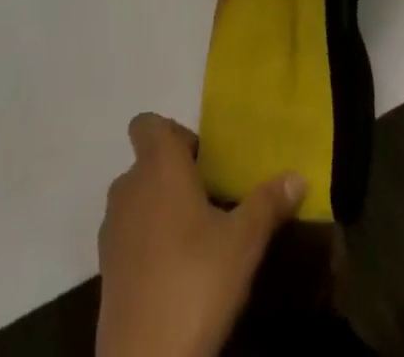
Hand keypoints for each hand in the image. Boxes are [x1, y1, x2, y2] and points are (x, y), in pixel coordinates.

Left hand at [96, 114, 304, 356]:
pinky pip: (129, 234)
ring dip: (162, 208)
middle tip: (211, 202)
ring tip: (198, 240)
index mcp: (158, 165)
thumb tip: (298, 176)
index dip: (174, 134)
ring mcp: (112, 226)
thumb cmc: (196, 280)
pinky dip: (148, 242)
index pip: (149, 123)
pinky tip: (176, 272)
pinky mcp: (105, 266)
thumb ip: (268, 203)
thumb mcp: (243, 242)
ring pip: (138, 198)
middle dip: (176, 175)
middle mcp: (129, 185)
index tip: (203, 162)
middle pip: (148, 161)